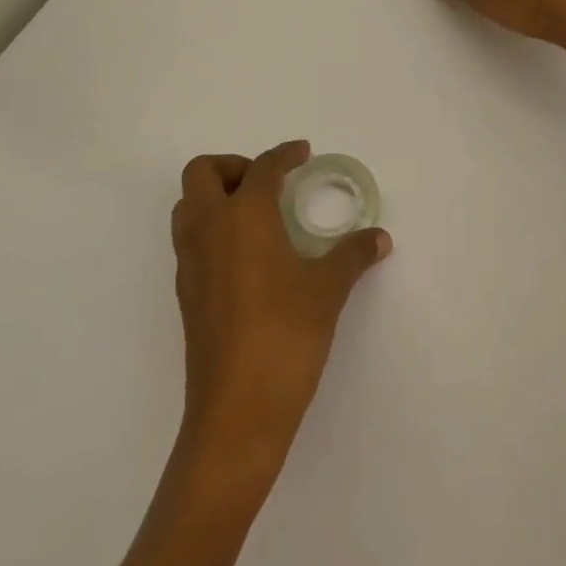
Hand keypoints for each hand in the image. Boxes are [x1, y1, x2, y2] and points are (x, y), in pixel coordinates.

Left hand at [172, 142, 390, 475]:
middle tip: (268, 184)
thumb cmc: (285, 336)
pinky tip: (247, 257)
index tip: (302, 153)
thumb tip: (379, 238)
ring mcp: (190, 263)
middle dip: (234, 166)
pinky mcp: (186, 294)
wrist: (237, 412)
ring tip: (257, 216)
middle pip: (202, 172)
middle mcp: (209, 229)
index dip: (284, 154)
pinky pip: (190, 240)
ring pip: (188, 206)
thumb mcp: (328, 290)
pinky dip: (212, 230)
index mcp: (244, 216)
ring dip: (216, 196)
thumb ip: (353, 256)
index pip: (261, 168)